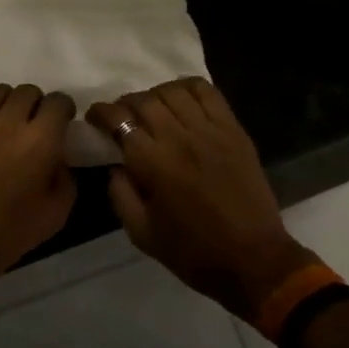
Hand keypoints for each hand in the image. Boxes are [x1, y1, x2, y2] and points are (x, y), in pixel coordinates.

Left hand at [0, 85, 77, 287]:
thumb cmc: (6, 231)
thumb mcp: (54, 216)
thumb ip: (66, 181)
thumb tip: (60, 161)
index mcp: (41, 140)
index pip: (58, 102)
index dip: (64, 110)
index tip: (62, 125)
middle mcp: (11, 120)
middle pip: (29, 90)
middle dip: (37, 104)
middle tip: (35, 126)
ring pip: (0, 90)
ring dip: (10, 103)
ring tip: (7, 124)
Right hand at [88, 78, 311, 319]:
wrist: (253, 260)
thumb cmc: (193, 253)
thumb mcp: (141, 234)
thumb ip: (119, 194)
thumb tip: (114, 165)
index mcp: (153, 164)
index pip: (119, 120)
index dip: (101, 112)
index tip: (95, 117)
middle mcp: (179, 138)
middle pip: (144, 100)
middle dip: (125, 103)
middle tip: (122, 116)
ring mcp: (210, 130)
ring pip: (174, 91)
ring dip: (155, 94)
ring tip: (152, 108)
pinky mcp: (233, 129)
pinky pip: (208, 92)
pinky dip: (188, 87)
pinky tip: (181, 99)